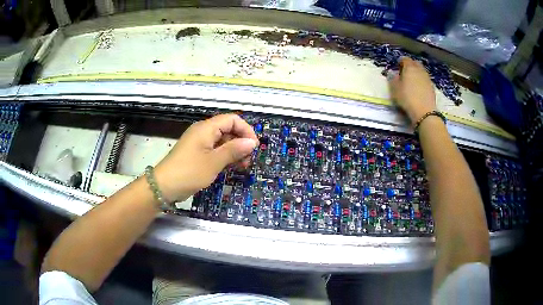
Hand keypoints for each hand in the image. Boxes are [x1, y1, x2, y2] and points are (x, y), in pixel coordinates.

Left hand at [154, 114, 257, 201]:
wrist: (164, 186)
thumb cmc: (189, 172)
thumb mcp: (214, 162)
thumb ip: (234, 150)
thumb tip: (252, 142)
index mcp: (206, 128)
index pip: (232, 119)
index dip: (246, 130)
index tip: (253, 147)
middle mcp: (203, 131)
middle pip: (228, 129)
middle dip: (241, 142)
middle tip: (248, 160)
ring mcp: (199, 143)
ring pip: (223, 141)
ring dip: (234, 151)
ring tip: (241, 166)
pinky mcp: (197, 153)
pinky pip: (215, 149)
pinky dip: (225, 156)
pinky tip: (230, 167)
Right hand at [388, 57, 436, 124]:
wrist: (424, 111)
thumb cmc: (407, 98)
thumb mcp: (395, 89)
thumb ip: (393, 79)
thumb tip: (393, 73)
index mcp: (409, 67)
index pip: (405, 59)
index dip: (400, 62)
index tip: (397, 68)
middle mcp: (419, 70)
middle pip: (415, 63)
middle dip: (410, 66)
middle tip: (405, 73)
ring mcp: (427, 78)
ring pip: (421, 71)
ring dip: (417, 73)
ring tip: (412, 82)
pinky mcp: (432, 87)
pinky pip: (425, 79)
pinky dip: (422, 81)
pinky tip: (419, 89)